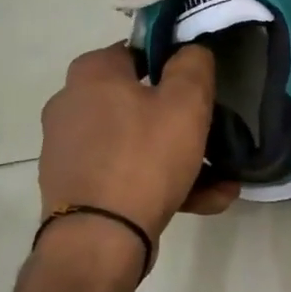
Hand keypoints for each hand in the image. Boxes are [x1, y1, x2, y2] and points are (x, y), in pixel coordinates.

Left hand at [38, 44, 238, 247]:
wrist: (99, 241)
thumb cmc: (144, 157)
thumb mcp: (186, 102)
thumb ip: (193, 64)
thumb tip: (190, 50)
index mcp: (91, 73)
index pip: (138, 50)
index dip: (174, 63)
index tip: (201, 86)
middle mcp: (71, 105)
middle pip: (140, 102)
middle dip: (182, 122)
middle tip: (214, 137)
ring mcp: (70, 150)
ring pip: (137, 143)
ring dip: (179, 159)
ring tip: (221, 183)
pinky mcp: (75, 187)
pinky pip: (125, 174)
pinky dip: (159, 183)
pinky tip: (203, 201)